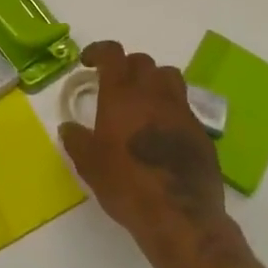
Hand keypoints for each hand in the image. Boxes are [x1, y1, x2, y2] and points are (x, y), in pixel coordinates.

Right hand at [59, 40, 228, 262]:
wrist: (180, 216)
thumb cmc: (127, 185)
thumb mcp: (90, 165)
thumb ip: (76, 141)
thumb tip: (68, 127)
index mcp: (122, 95)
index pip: (113, 54)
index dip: (99, 51)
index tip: (88, 62)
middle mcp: (153, 94)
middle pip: (142, 61)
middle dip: (126, 66)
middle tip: (115, 84)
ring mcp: (180, 110)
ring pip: (168, 76)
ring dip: (153, 80)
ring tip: (143, 100)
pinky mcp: (200, 131)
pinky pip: (184, 105)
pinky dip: (171, 107)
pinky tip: (163, 131)